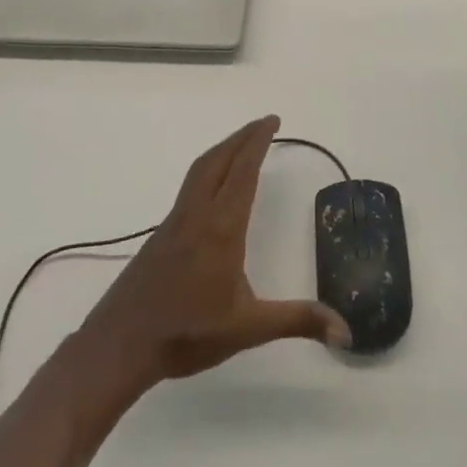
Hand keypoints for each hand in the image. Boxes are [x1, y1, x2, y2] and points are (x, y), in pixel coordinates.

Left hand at [77, 116, 349, 396]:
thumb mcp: (248, 328)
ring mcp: (174, 223)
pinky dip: (208, 171)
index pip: (242, 172)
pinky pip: (189, 189)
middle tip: (264, 123)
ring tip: (241, 145)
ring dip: (222, 151)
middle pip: (218, 161)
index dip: (257, 143)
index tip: (272, 121)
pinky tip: (213, 189)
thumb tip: (347, 331)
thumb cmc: (186, 333)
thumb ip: (297, 321)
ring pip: (199, 172)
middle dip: (242, 137)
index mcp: (221, 228)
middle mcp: (196, 215)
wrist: (119, 346)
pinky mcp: (161, 237)